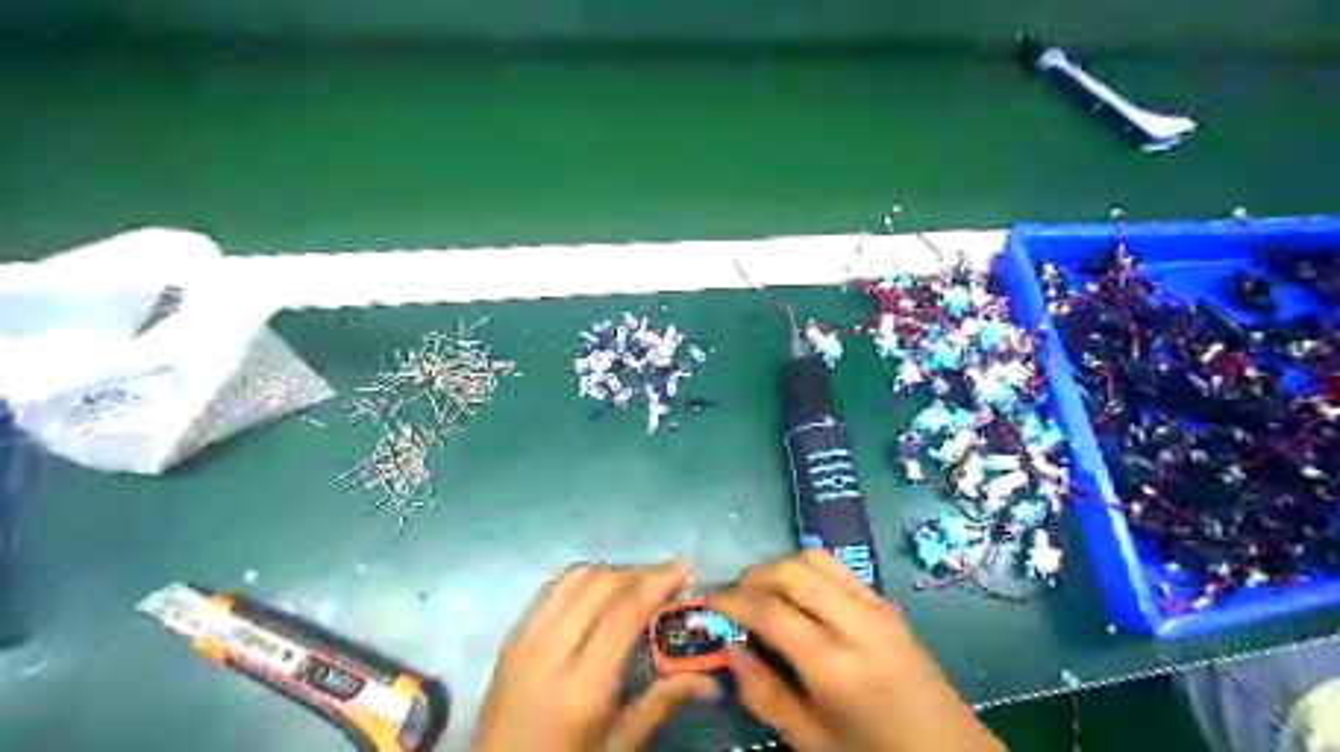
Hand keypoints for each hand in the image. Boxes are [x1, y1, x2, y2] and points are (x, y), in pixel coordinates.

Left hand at [472, 561, 722, 751]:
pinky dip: (581, 581)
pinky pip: (550, 589)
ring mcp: (524, 640)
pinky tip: (597, 596)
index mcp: (580, 687)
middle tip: (665, 581)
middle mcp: (548, 651)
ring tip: (635, 585)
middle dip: (637, 573)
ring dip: (609, 573)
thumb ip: (661, 703)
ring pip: (573, 578)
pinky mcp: (510, 637)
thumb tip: (711, 680)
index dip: (656, 582)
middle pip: (599, 585)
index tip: (684, 567)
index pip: (623, 613)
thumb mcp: (617, 745)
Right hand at [712, 549, 1004, 750]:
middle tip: (733, 597)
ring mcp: (876, 607)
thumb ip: (763, 693)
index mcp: (834, 665)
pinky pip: (839, 569)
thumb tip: (730, 647)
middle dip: (753, 574)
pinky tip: (799, 597)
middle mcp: (855, 622)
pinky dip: (808, 571)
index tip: (707, 600)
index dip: (731, 600)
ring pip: (816, 558)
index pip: (769, 611)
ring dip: (781, 566)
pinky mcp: (887, 603)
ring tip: (763, 593)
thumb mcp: (810, 741)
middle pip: (792, 570)